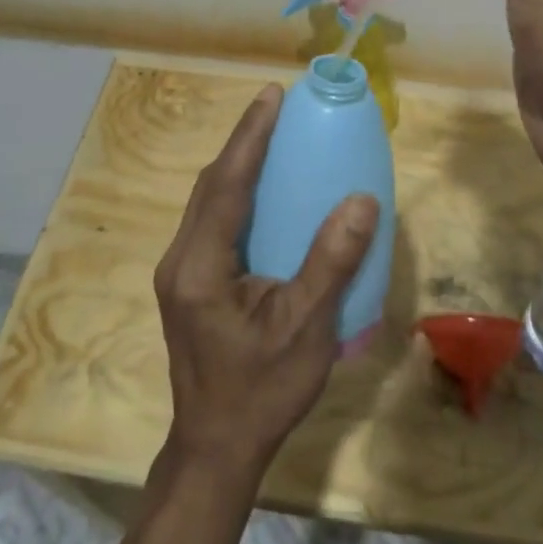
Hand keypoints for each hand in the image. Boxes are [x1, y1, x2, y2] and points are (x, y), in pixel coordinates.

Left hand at [153, 85, 380, 484]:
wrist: (217, 448)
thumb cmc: (262, 392)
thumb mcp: (305, 329)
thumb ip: (331, 263)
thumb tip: (361, 200)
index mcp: (199, 267)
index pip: (225, 185)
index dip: (249, 137)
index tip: (271, 96)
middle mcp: (181, 260)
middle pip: (209, 186)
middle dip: (242, 142)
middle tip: (278, 108)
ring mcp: (181, 272)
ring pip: (207, 201)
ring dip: (238, 165)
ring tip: (273, 137)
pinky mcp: (191, 283)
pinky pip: (214, 221)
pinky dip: (238, 193)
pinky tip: (264, 192)